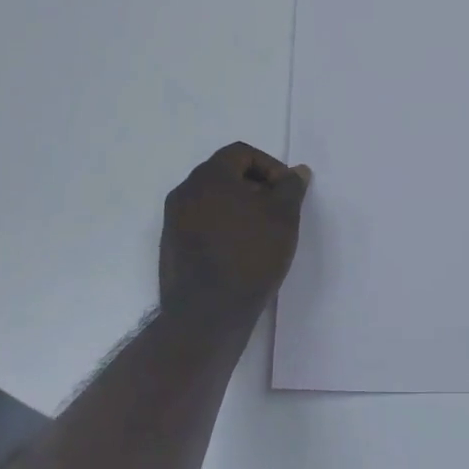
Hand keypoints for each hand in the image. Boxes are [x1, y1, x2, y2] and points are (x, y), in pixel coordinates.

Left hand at [159, 142, 310, 321]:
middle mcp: (185, 192)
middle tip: (278, 212)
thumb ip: (291, 187)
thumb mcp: (283, 216)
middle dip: (256, 188)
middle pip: (226, 175)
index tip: (287, 192)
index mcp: (208, 176)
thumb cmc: (249, 254)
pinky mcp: (172, 248)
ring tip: (263, 235)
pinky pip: (202, 225)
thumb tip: (296, 171)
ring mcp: (173, 221)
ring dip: (240, 209)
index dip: (270, 166)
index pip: (241, 153)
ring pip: (214, 201)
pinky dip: (224, 229)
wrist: (207, 315)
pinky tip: (242, 253)